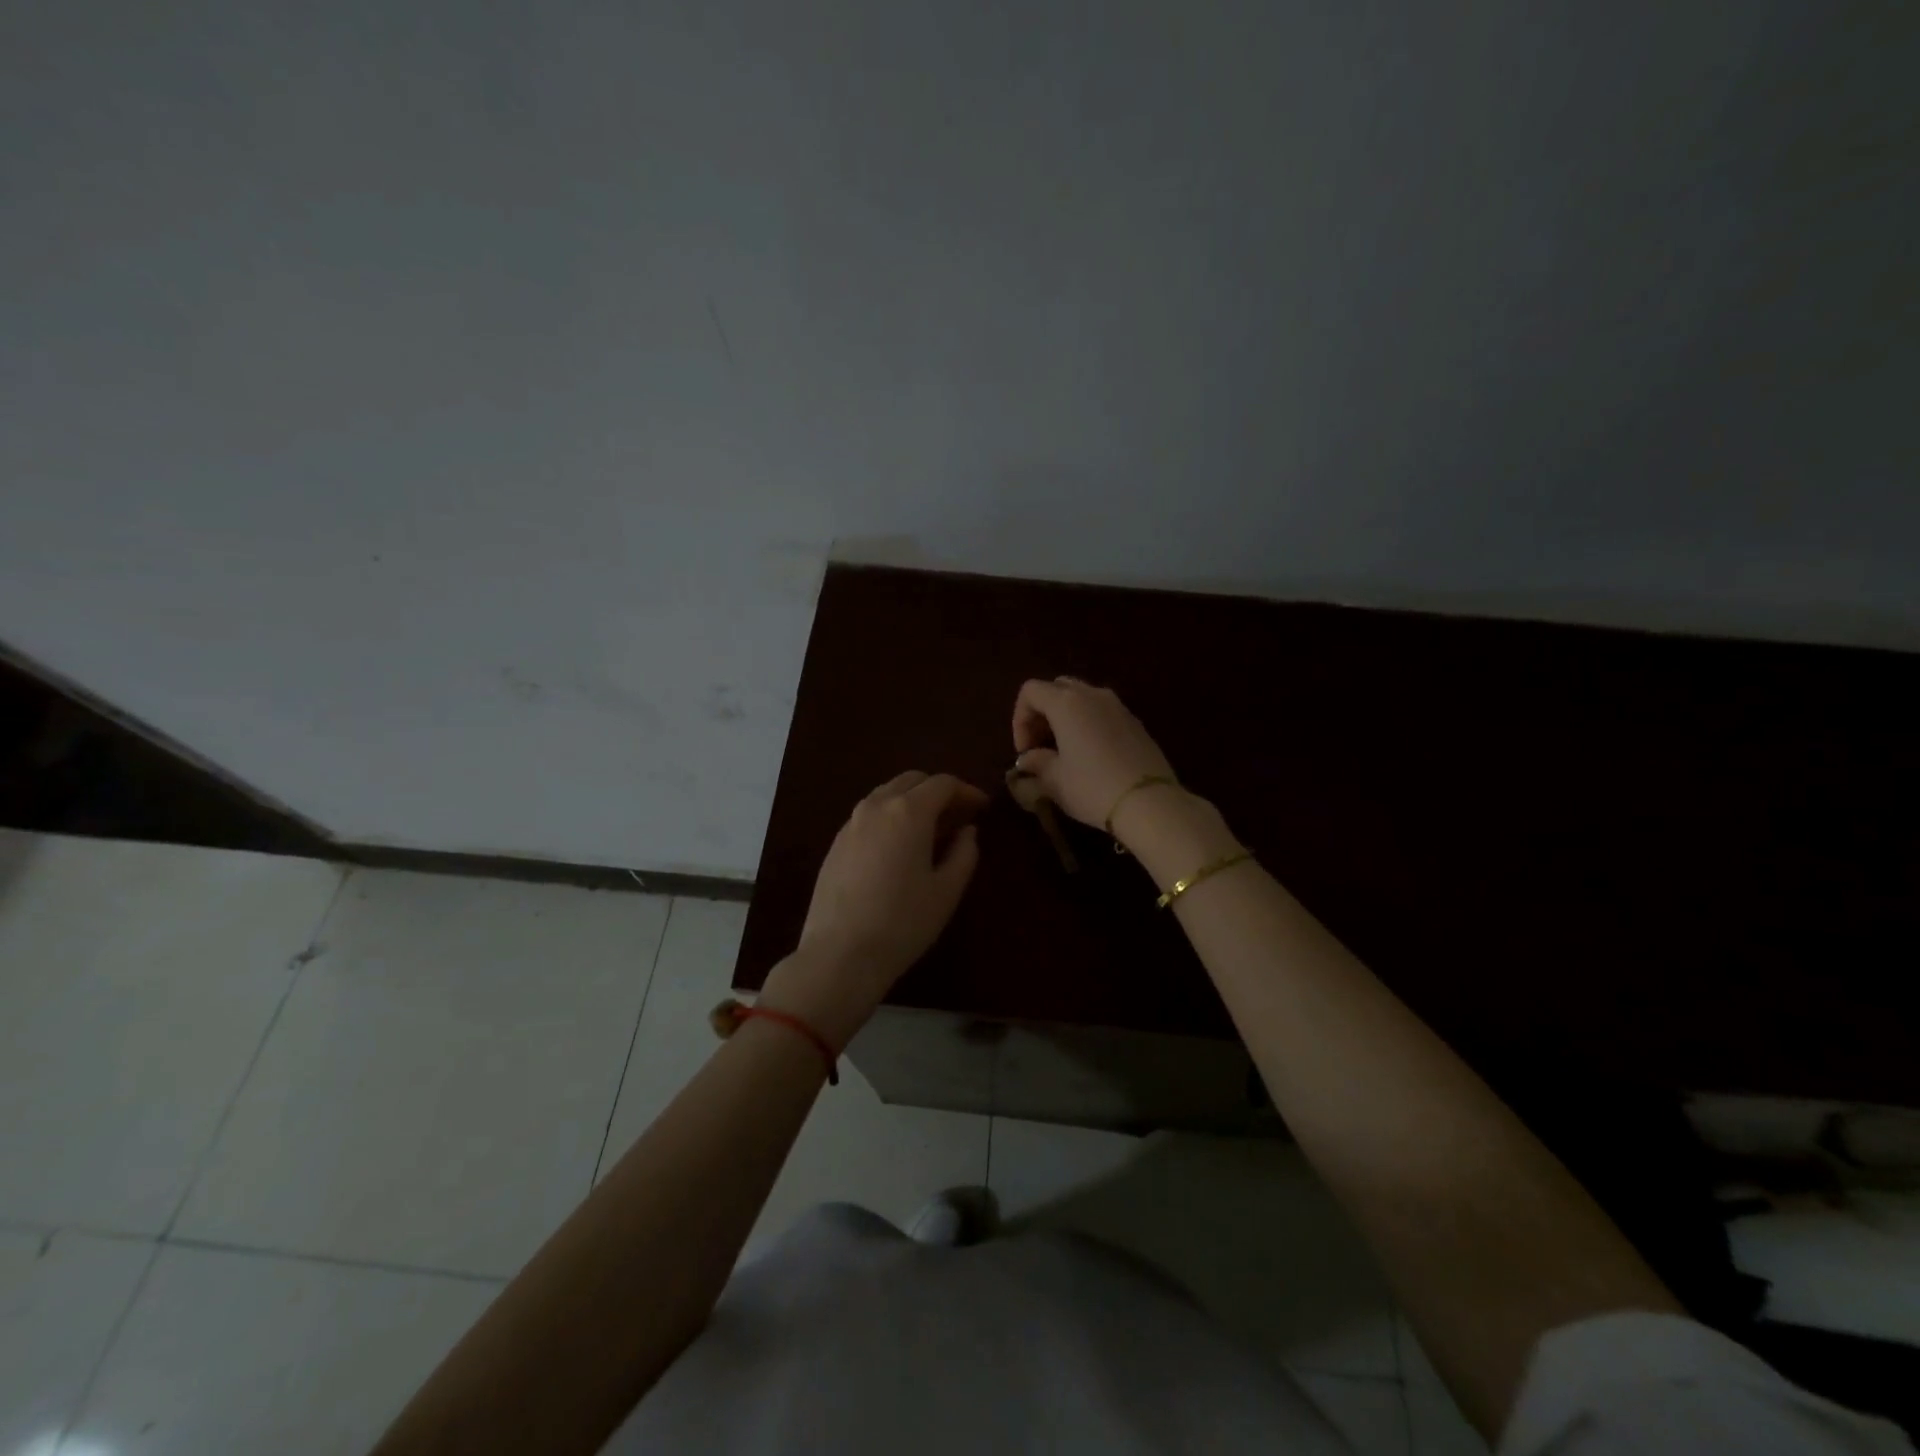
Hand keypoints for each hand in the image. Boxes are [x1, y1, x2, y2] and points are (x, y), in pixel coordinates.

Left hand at [759, 771, 987, 1047]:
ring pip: (887, 794)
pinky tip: (900, 846)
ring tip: (931, 830)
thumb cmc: (902, 922)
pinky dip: (891, 816)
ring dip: (912, 801)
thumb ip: (964, 853)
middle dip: (938, 791)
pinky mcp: (836, 842)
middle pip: (912, 780)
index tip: (982, 807)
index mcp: (908, 811)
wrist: (839, 954)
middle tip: (958, 815)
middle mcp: (877, 806)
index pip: (943, 784)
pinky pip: (870, 814)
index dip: (967, 791)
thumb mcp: (946, 891)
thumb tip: (967, 831)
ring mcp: (851, 822)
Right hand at [1011, 677, 1178, 832]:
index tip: (1025, 750)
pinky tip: (1090, 755)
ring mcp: (1118, 706)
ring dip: (1066, 717)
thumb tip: (1028, 759)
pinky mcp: (1135, 722)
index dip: (1019, 719)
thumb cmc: (1093, 788)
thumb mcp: (1055, 780)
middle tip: (1040, 745)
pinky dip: (1088, 724)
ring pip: (1082, 698)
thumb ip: (1037, 762)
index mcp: (1066, 703)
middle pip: (1057, 688)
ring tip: (1064, 750)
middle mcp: (1092, 695)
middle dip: (1042, 713)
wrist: (1149, 802)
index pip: (1030, 691)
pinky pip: (1102, 712)